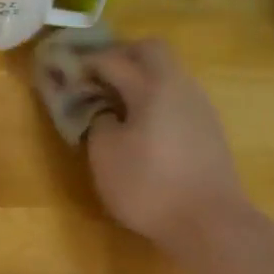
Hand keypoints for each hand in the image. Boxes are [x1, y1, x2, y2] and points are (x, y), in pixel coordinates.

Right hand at [83, 39, 249, 259]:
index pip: (113, 60)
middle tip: (95, 77)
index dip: (85, 63)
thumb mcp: (105, 155)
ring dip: (140, 77)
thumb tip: (105, 112)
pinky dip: (155, 99)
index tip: (65, 71)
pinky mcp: (208, 129)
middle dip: (120, 56)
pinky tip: (142, 125)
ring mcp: (199, 106)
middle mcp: (180, 86)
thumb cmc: (149, 186)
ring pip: (168, 73)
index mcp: (152, 86)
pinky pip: (177, 97)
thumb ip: (97, 122)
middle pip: (151, 51)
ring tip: (115, 102)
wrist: (209, 222)